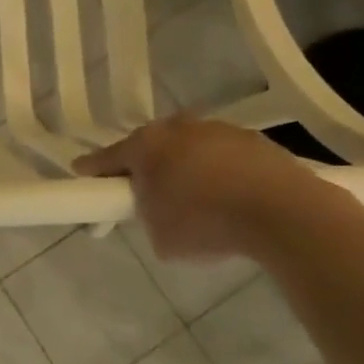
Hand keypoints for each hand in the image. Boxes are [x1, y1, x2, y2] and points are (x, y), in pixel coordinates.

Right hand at [74, 115, 325, 261]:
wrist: (282, 211)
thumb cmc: (205, 222)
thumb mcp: (160, 236)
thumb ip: (148, 216)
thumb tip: (159, 210)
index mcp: (145, 145)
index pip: (108, 157)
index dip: (93, 169)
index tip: (81, 172)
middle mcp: (177, 127)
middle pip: (151, 146)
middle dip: (147, 166)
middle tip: (149, 194)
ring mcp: (217, 129)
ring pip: (189, 148)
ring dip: (187, 168)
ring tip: (198, 202)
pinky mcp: (253, 140)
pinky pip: (223, 156)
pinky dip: (220, 173)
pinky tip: (231, 199)